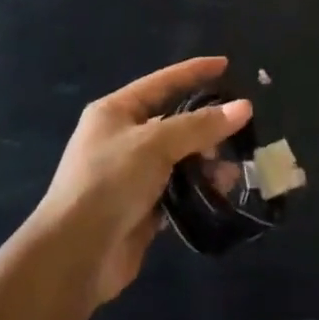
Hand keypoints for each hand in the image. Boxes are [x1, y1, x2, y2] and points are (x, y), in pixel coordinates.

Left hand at [34, 56, 251, 308]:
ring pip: (178, 158)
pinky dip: (198, 190)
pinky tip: (221, 193)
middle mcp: (122, 138)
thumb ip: (199, 125)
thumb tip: (244, 107)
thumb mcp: (155, 144)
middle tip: (239, 131)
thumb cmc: (109, 182)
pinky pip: (177, 190)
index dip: (194, 72)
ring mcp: (131, 175)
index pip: (162, 82)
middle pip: (173, 122)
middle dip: (206, 126)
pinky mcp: (141, 209)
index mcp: (115, 111)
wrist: (75, 255)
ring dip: (206, 162)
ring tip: (233, 171)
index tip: (226, 64)